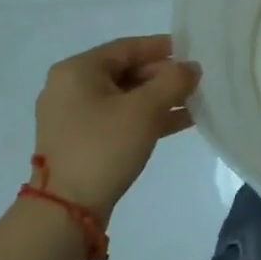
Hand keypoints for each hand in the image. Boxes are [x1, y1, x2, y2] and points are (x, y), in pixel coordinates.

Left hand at [32, 35, 199, 219]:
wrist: (65, 212)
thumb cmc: (104, 147)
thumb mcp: (145, 109)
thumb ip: (174, 81)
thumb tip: (191, 68)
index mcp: (77, 71)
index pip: (128, 47)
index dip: (163, 48)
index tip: (192, 52)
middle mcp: (70, 88)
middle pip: (126, 71)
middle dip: (163, 77)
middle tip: (195, 82)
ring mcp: (72, 117)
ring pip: (125, 98)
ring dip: (159, 99)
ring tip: (195, 102)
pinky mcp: (80, 142)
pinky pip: (118, 119)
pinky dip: (146, 118)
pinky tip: (180, 122)